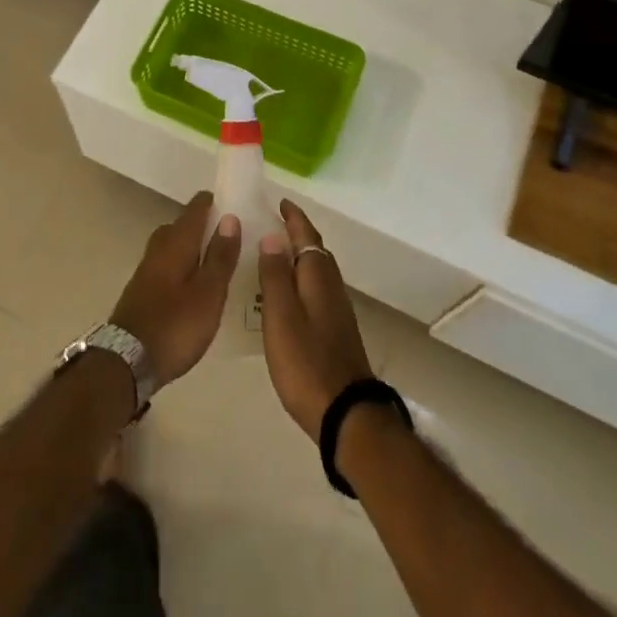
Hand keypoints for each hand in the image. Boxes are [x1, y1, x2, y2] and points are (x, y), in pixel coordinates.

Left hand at [109, 191, 241, 389]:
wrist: (127, 361)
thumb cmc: (176, 325)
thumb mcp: (209, 293)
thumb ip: (220, 256)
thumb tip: (230, 217)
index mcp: (176, 242)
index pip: (195, 209)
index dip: (214, 202)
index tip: (234, 202)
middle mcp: (159, 248)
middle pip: (182, 225)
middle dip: (204, 225)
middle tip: (231, 234)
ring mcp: (147, 270)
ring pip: (173, 246)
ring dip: (192, 247)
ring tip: (217, 259)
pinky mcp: (142, 290)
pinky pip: (167, 265)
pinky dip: (183, 266)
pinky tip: (195, 285)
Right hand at [258, 199, 373, 440]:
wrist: (346, 414)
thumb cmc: (306, 362)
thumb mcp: (281, 317)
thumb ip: (275, 276)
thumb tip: (272, 237)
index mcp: (317, 277)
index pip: (307, 236)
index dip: (294, 218)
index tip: (279, 202)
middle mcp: (331, 287)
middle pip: (314, 251)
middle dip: (296, 234)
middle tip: (270, 225)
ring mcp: (336, 310)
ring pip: (316, 272)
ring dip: (298, 258)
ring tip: (273, 255)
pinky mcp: (336, 331)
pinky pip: (315, 290)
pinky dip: (300, 280)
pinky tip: (286, 295)